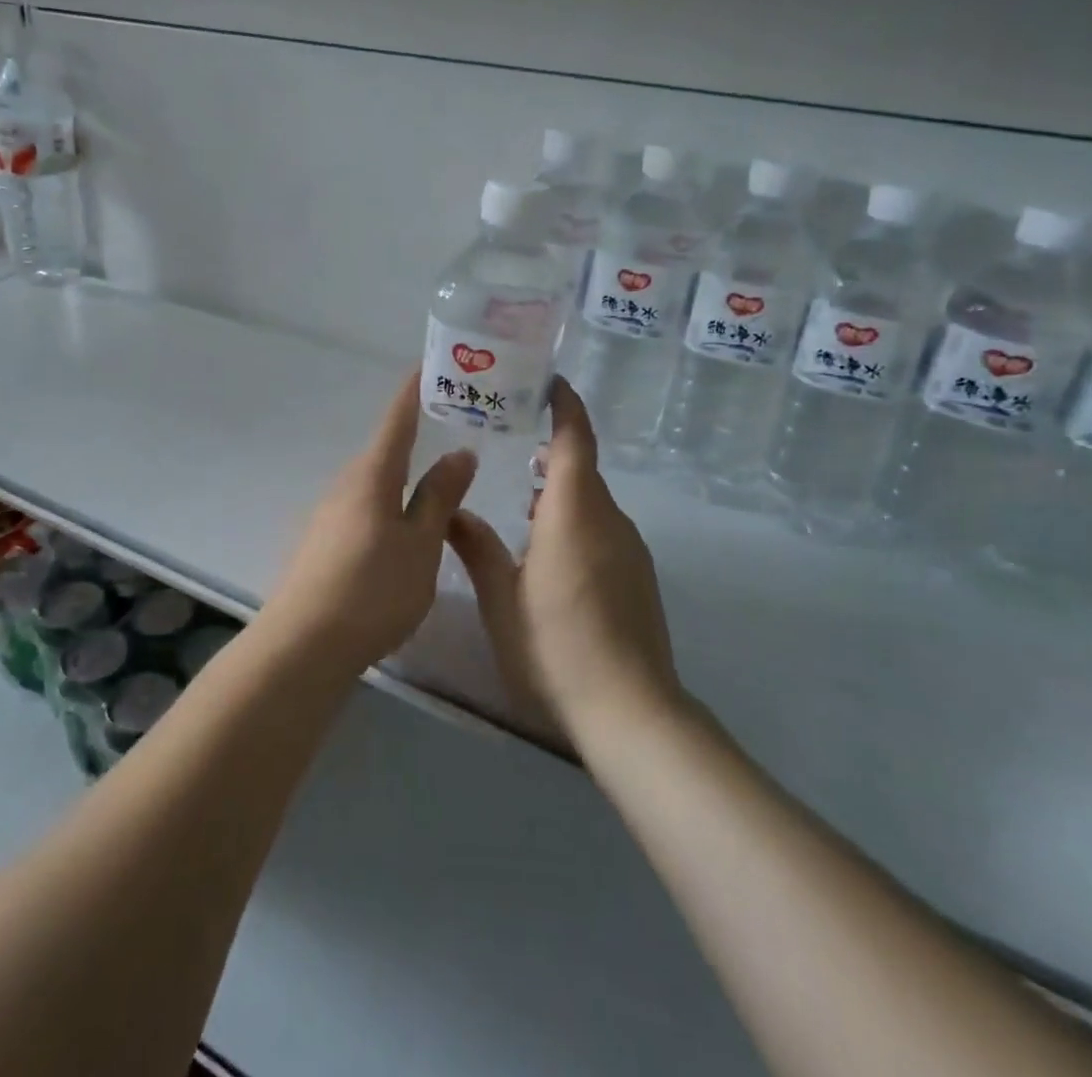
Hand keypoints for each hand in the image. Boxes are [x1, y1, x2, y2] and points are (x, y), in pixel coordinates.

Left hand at [261, 372, 477, 676]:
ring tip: (439, 483)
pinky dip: (389, 504)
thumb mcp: (421, 543)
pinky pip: (363, 509)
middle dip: (418, 436)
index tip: (431, 364)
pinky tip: (404, 529)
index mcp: (372, 475)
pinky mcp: (322, 543)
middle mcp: (345, 484)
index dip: (414, 390)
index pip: (397, 419)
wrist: (304, 645)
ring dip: (405, 476)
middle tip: (456, 431)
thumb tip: (460, 452)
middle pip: (385, 450)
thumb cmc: (373, 589)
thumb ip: (440, 497)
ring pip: (375, 484)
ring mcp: (328, 514)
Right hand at [448, 377, 681, 749]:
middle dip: (550, 449)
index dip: (564, 405)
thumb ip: (476, 547)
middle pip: (581, 468)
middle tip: (510, 441)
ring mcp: (630, 549)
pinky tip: (547, 551)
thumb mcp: (500, 597)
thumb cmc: (554, 645)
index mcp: (574, 511)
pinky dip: (575, 521)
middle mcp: (609, 519)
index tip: (546, 381)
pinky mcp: (638, 576)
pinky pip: (603, 529)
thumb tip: (454, 511)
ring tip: (520, 499)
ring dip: (559, 491)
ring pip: (591, 502)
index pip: (574, 439)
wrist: (630, 710)